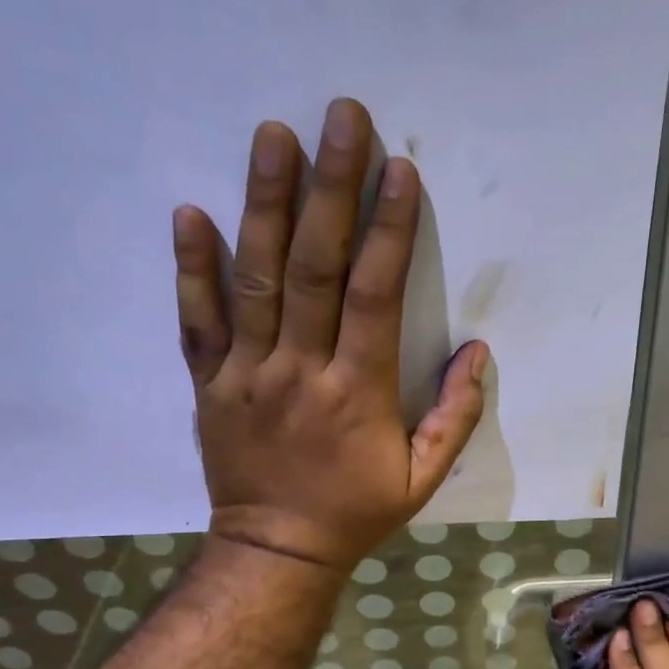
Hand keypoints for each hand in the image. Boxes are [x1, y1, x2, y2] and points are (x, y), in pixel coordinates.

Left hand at [174, 98, 488, 571]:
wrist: (276, 551)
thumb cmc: (356, 512)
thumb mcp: (423, 479)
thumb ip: (454, 416)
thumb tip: (478, 353)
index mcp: (357, 392)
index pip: (374, 295)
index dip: (388, 230)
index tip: (398, 171)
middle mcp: (300, 370)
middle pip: (314, 268)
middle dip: (330, 189)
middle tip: (340, 117)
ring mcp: (247, 372)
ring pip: (255, 278)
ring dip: (265, 204)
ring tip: (273, 136)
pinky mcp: (210, 382)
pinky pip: (197, 320)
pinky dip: (191, 267)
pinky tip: (191, 211)